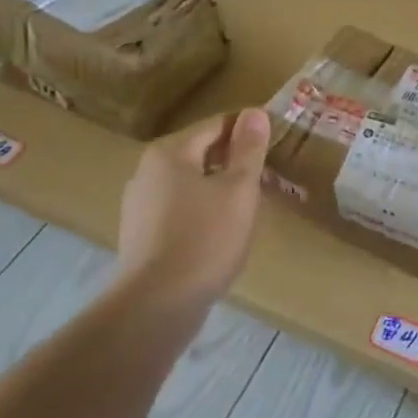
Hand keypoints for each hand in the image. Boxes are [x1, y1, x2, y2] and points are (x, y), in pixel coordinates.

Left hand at [115, 108, 270, 307]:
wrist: (157, 305)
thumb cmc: (205, 238)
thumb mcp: (239, 189)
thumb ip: (248, 149)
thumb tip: (254, 112)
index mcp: (170, 153)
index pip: (217, 125)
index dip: (250, 129)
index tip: (277, 140)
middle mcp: (147, 171)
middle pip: (201, 153)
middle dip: (236, 161)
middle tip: (269, 176)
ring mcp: (140, 205)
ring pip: (191, 183)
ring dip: (221, 187)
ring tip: (250, 207)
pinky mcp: (141, 235)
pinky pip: (180, 209)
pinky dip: (204, 211)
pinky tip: (222, 233)